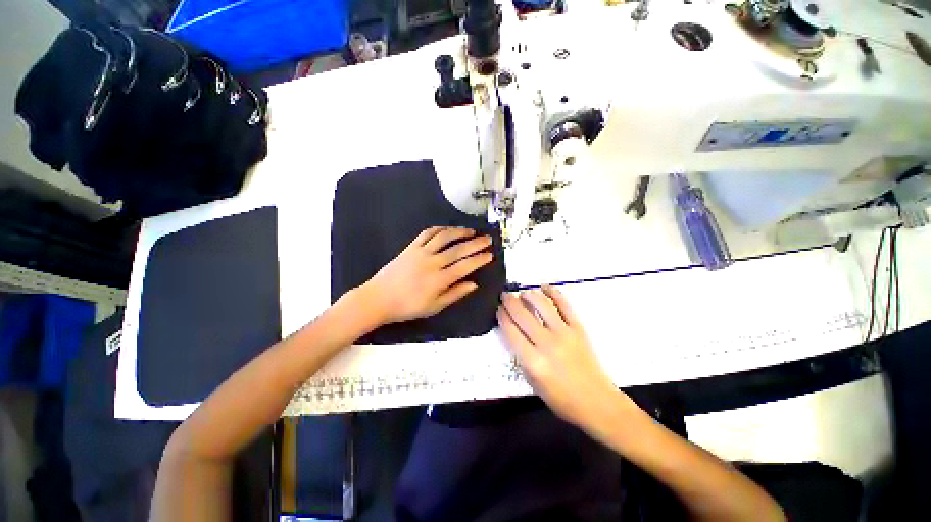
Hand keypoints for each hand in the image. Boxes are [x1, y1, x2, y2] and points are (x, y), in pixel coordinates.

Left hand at [362, 226, 493, 324]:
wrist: (378, 298)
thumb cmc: (407, 307)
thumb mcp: (434, 307)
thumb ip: (455, 294)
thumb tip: (473, 284)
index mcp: (439, 280)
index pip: (465, 266)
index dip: (479, 259)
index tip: (490, 255)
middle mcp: (432, 262)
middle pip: (458, 250)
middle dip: (475, 243)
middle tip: (487, 239)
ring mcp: (420, 252)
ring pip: (444, 237)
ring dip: (459, 232)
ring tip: (471, 231)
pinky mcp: (410, 247)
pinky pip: (427, 234)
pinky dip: (439, 229)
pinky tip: (448, 230)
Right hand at [498, 286, 626, 430]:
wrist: (597, 402)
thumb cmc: (561, 399)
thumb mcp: (533, 383)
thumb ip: (522, 357)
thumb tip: (514, 333)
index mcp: (533, 361)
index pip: (511, 331)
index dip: (502, 316)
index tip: (498, 308)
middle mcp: (547, 344)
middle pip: (523, 315)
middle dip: (510, 302)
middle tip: (504, 295)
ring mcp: (564, 334)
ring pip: (542, 306)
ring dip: (529, 295)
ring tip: (523, 293)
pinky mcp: (578, 329)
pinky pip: (565, 306)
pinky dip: (554, 293)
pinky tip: (545, 287)